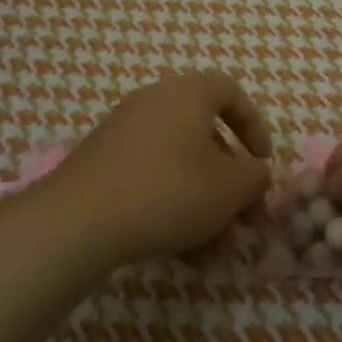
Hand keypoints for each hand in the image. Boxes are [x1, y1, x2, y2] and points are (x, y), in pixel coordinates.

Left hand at [39, 71, 272, 267]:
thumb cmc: (169, 190)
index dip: (254, 126)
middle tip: (238, 213)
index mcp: (187, 93)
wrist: (80, 220)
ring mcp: (123, 130)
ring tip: (210, 246)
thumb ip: (255, 177)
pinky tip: (177, 249)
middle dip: (226, 177)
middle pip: (203, 133)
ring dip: (200, 199)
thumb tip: (255, 172)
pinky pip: (149, 176)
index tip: (262, 163)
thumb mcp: (230, 188)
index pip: (230, 92)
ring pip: (177, 162)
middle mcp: (154, 101)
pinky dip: (169, 204)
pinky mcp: (101, 161)